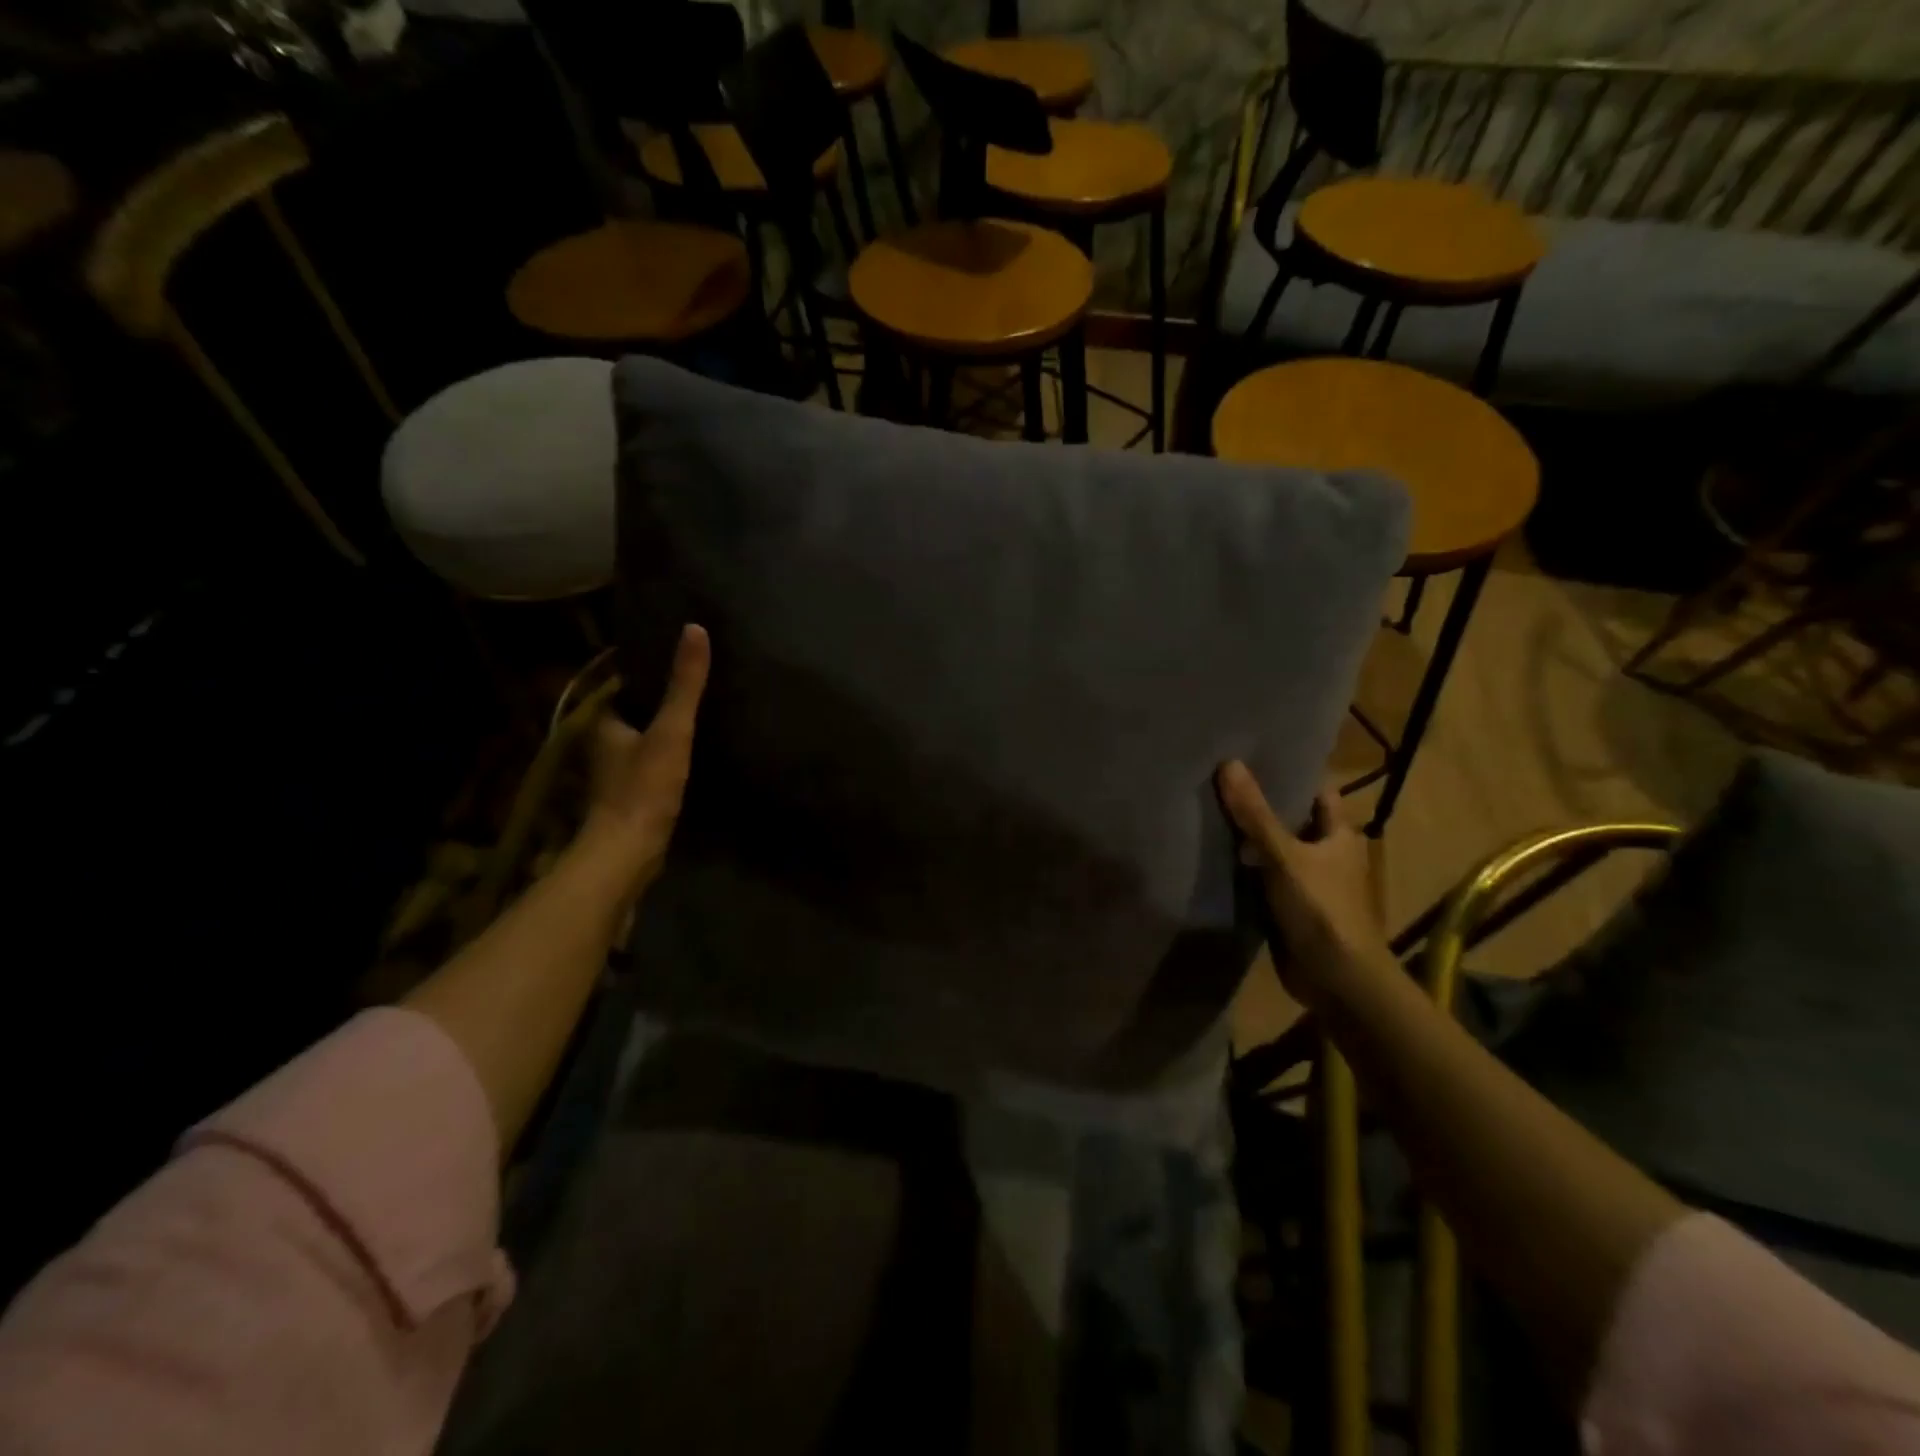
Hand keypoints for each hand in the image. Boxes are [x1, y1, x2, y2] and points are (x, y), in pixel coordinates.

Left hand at [577, 624, 710, 896]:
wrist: (629, 851)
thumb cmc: (643, 786)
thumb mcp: (671, 729)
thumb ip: (684, 685)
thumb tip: (695, 630)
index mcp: (602, 722)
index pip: (620, 684)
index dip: (643, 668)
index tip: (672, 653)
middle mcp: (601, 743)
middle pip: (630, 710)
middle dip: (654, 696)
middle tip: (691, 678)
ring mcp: (614, 771)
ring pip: (639, 737)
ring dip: (660, 725)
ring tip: (696, 708)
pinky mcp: (630, 794)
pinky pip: (648, 760)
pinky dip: (664, 751)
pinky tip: (691, 748)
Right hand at [1216, 761, 1386, 1005]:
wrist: (1337, 979)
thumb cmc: (1322, 908)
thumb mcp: (1284, 856)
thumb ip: (1254, 814)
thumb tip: (1229, 763)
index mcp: (1340, 834)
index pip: (1316, 792)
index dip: (1290, 775)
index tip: (1253, 758)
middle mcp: (1328, 854)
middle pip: (1291, 820)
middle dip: (1260, 806)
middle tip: (1219, 783)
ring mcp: (1310, 883)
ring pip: (1275, 851)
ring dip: (1249, 840)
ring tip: (1208, 813)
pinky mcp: (1292, 909)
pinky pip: (1264, 880)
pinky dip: (1245, 871)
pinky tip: (1215, 858)